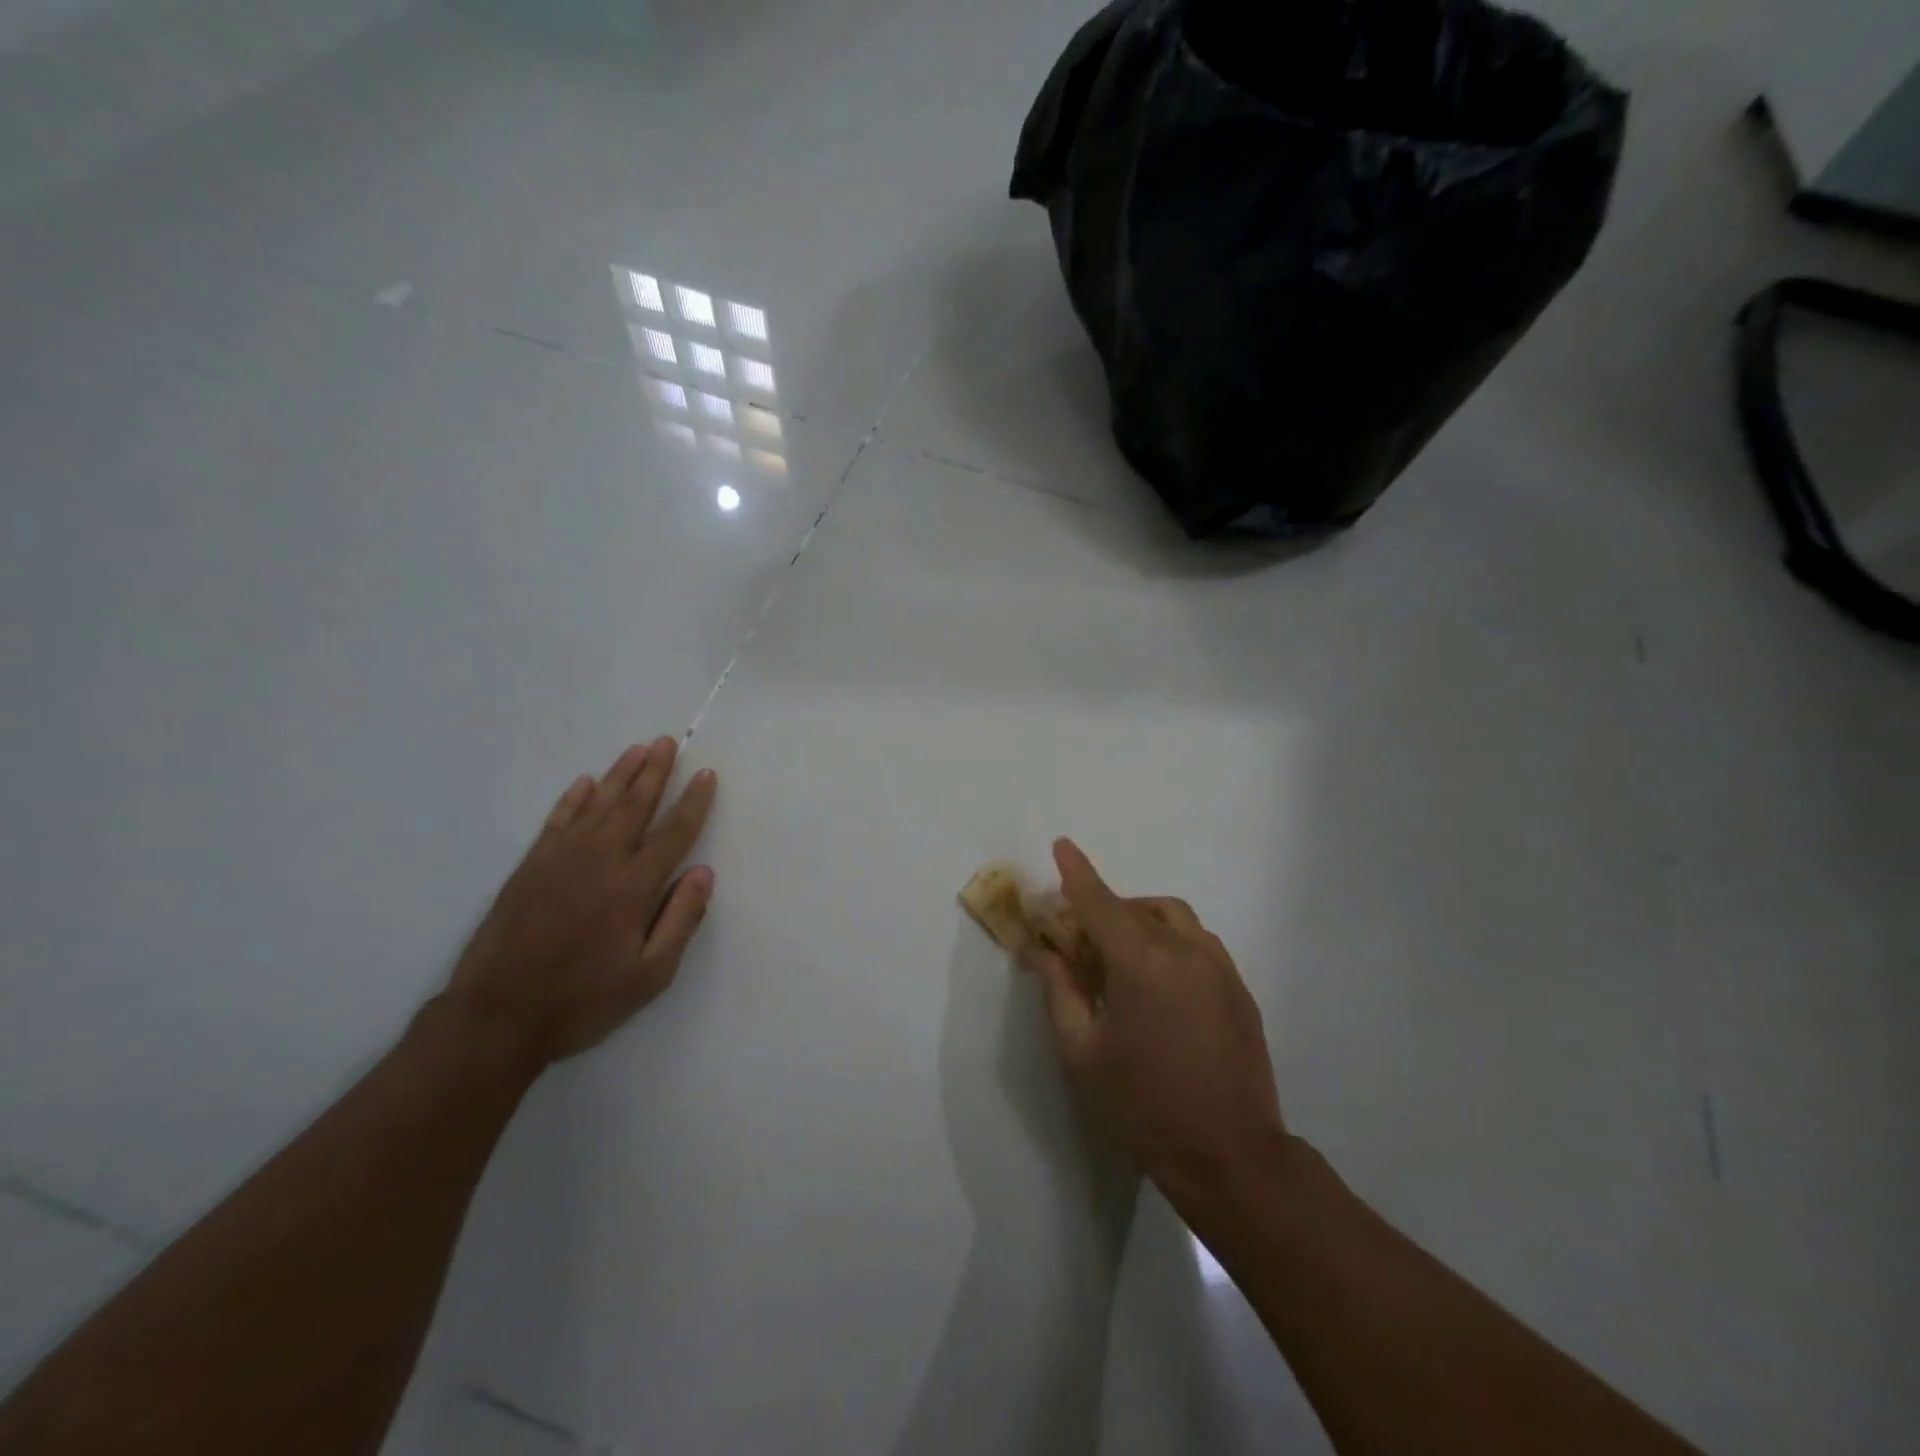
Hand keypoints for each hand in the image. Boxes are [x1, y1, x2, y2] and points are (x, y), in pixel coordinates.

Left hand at [438, 736, 717, 1069]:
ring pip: (598, 804)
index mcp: (632, 887)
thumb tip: (703, 872)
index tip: (706, 775)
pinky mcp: (530, 868)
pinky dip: (573, 798)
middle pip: (634, 806)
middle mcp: (599, 861)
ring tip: (638, 749)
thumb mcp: (649, 976)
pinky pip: (557, 820)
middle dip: (656, 772)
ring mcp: (560, 860)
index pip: (673, 833)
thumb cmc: (582, 1000)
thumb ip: (680, 920)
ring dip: (620, 775)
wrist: (495, 1017)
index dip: (693, 803)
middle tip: (669, 741)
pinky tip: (585, 783)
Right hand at [1023, 839, 1285, 1196]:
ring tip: (1120, 954)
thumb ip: (1059, 991)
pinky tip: (1160, 979)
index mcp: (1141, 963)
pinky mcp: (1240, 988)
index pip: (1099, 903)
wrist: (1231, 1157)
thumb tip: (1039, 951)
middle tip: (1079, 937)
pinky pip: (1199, 941)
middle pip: (1136, 907)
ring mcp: (1220, 967)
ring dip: (1141, 918)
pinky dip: (1171, 938)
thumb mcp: (1082, 1052)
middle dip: (1104, 908)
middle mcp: (1184, 950)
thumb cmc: (1143, 1106)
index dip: (1077, 872)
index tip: (1062, 845)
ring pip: (1174, 917)